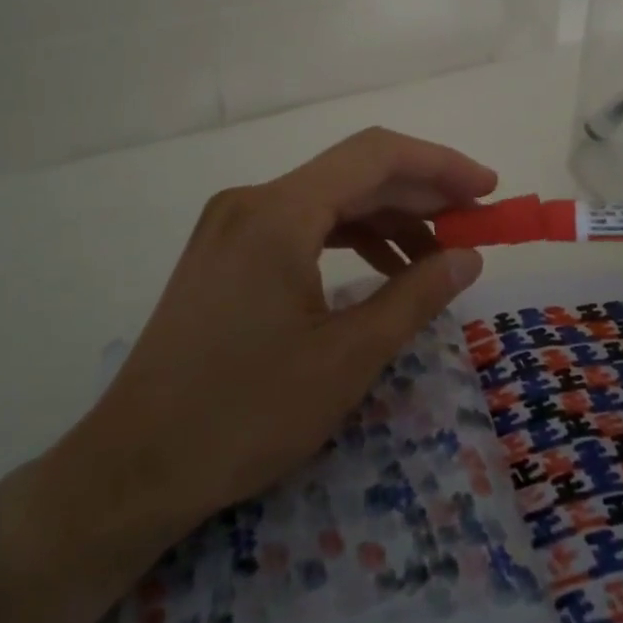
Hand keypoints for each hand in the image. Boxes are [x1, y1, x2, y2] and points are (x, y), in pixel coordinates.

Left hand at [45, 128, 495, 561]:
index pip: (376, 156)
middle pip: (353, 173)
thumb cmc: (245, 414)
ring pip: (327, 199)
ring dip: (386, 218)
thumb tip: (469, 256)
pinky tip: (381, 269)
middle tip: (475, 225)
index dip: (441, 165)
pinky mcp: (223, 251)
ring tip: (436, 255)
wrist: (134, 466)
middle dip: (420, 194)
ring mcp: (231, 223)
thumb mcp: (347, 358)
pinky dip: (348, 238)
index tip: (489, 191)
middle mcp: (252, 200)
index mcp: (279, 212)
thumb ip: (416, 295)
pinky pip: (300, 225)